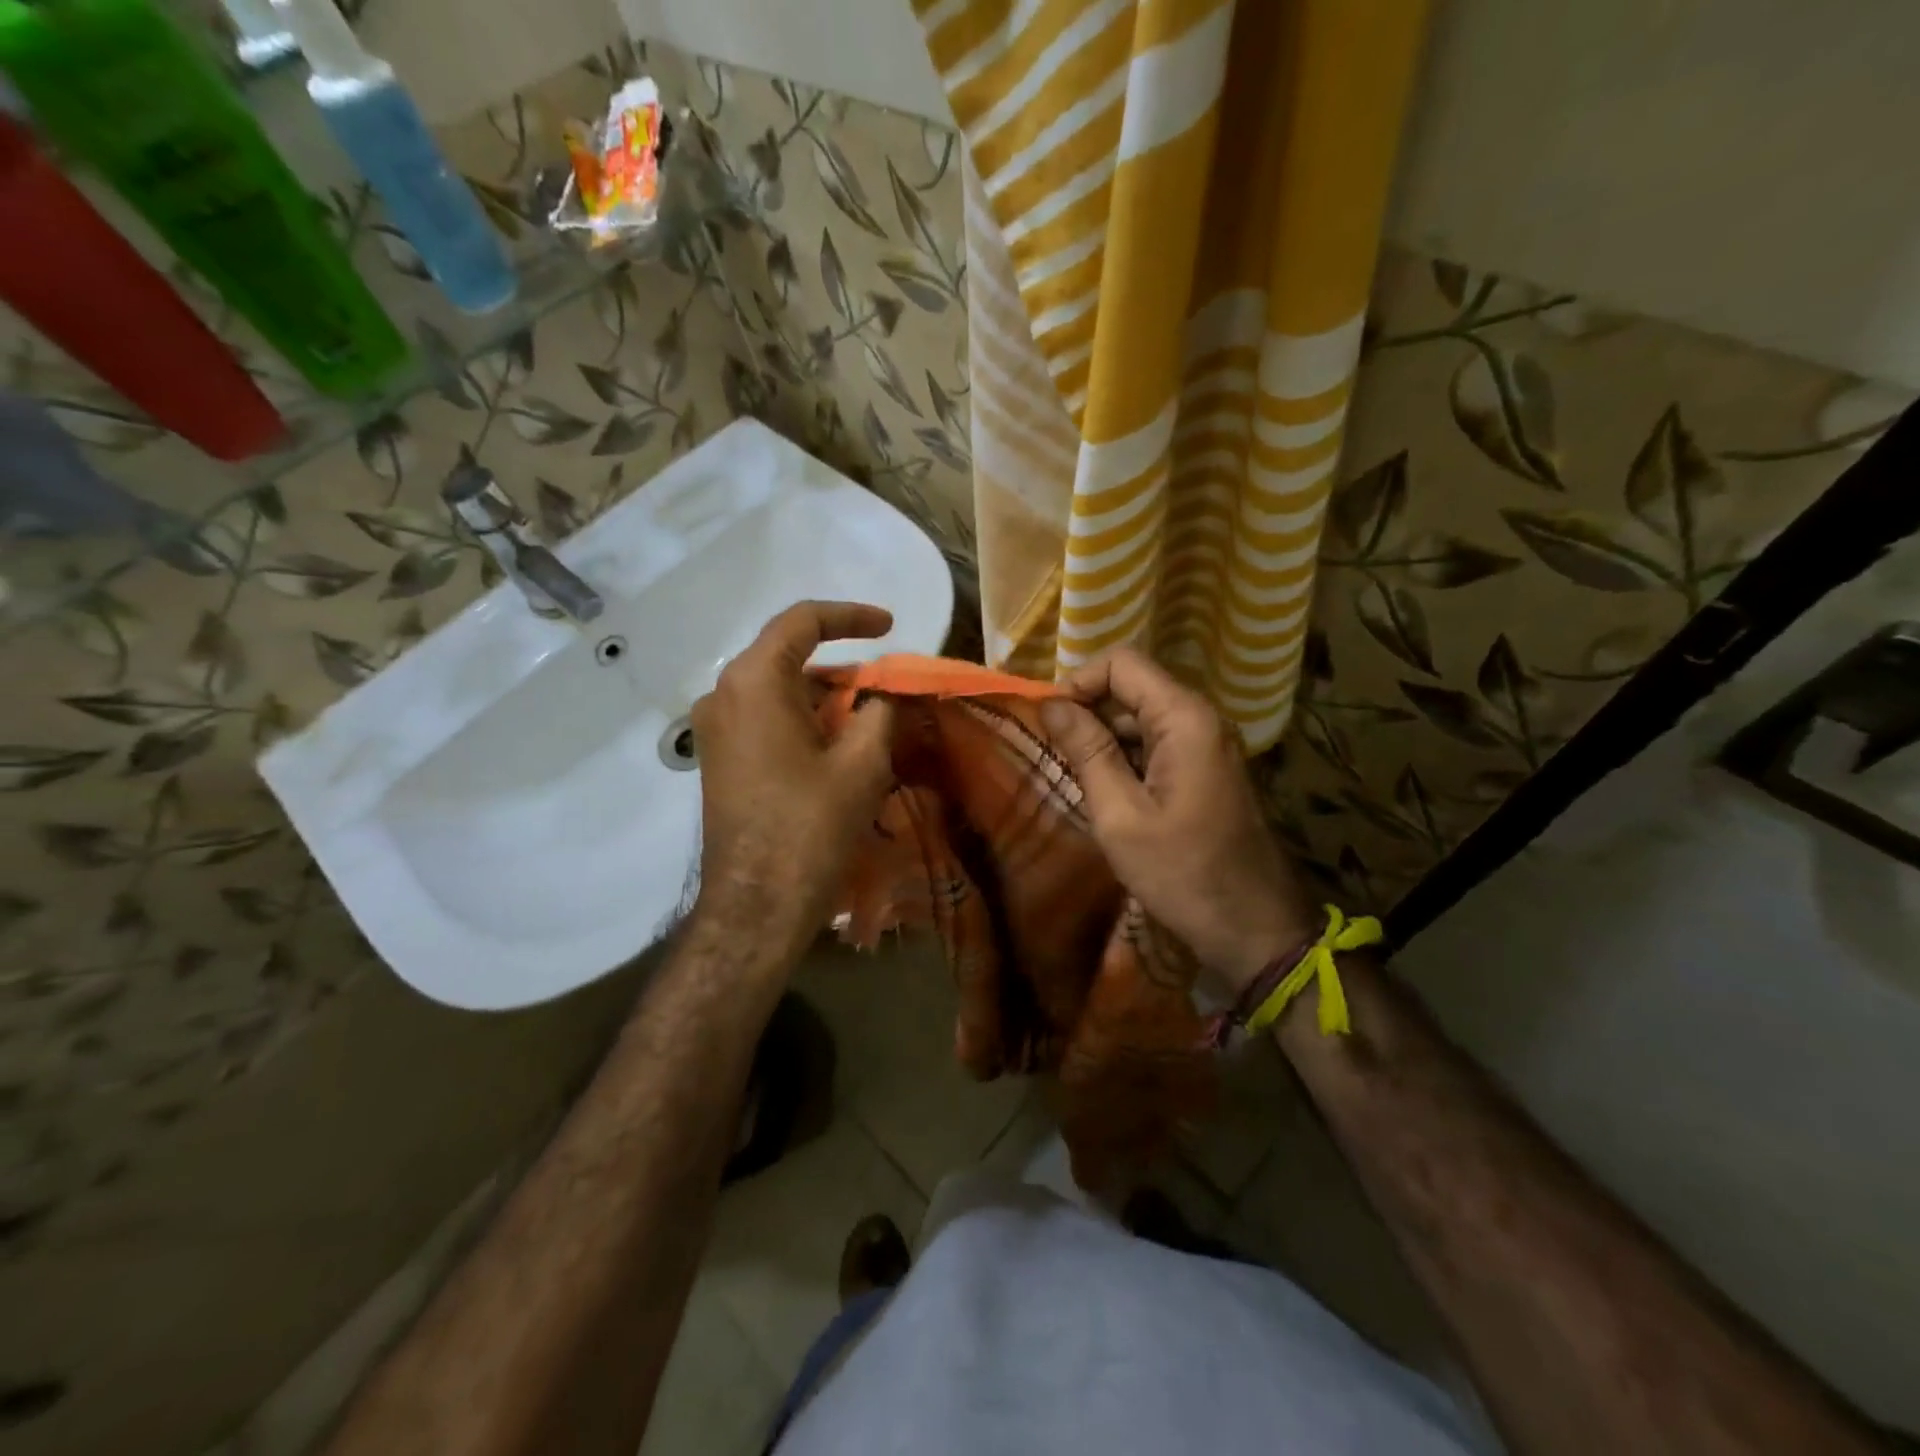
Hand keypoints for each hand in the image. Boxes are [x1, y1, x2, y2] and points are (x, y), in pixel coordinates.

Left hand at [689, 601, 895, 960]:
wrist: (756, 907)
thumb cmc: (810, 827)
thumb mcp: (861, 763)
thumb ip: (879, 711)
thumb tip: (883, 695)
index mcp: (753, 682)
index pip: (802, 622)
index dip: (851, 616)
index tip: (890, 626)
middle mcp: (723, 695)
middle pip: (788, 657)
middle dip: (842, 667)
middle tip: (886, 689)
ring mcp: (714, 730)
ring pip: (778, 691)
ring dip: (825, 698)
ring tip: (870, 722)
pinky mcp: (719, 760)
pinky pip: (765, 720)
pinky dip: (803, 721)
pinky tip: (837, 747)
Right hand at [1038, 647, 1316, 993]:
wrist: (1253, 927)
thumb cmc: (1181, 872)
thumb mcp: (1120, 814)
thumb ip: (1086, 751)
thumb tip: (1050, 703)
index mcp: (1184, 718)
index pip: (1121, 663)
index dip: (1079, 683)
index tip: (1051, 725)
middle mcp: (1201, 718)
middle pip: (1132, 687)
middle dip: (1088, 712)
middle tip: (1056, 757)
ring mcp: (1207, 744)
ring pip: (1141, 717)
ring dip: (1104, 739)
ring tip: (1077, 779)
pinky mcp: (1206, 769)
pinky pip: (1157, 744)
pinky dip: (1126, 758)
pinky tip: (1108, 794)